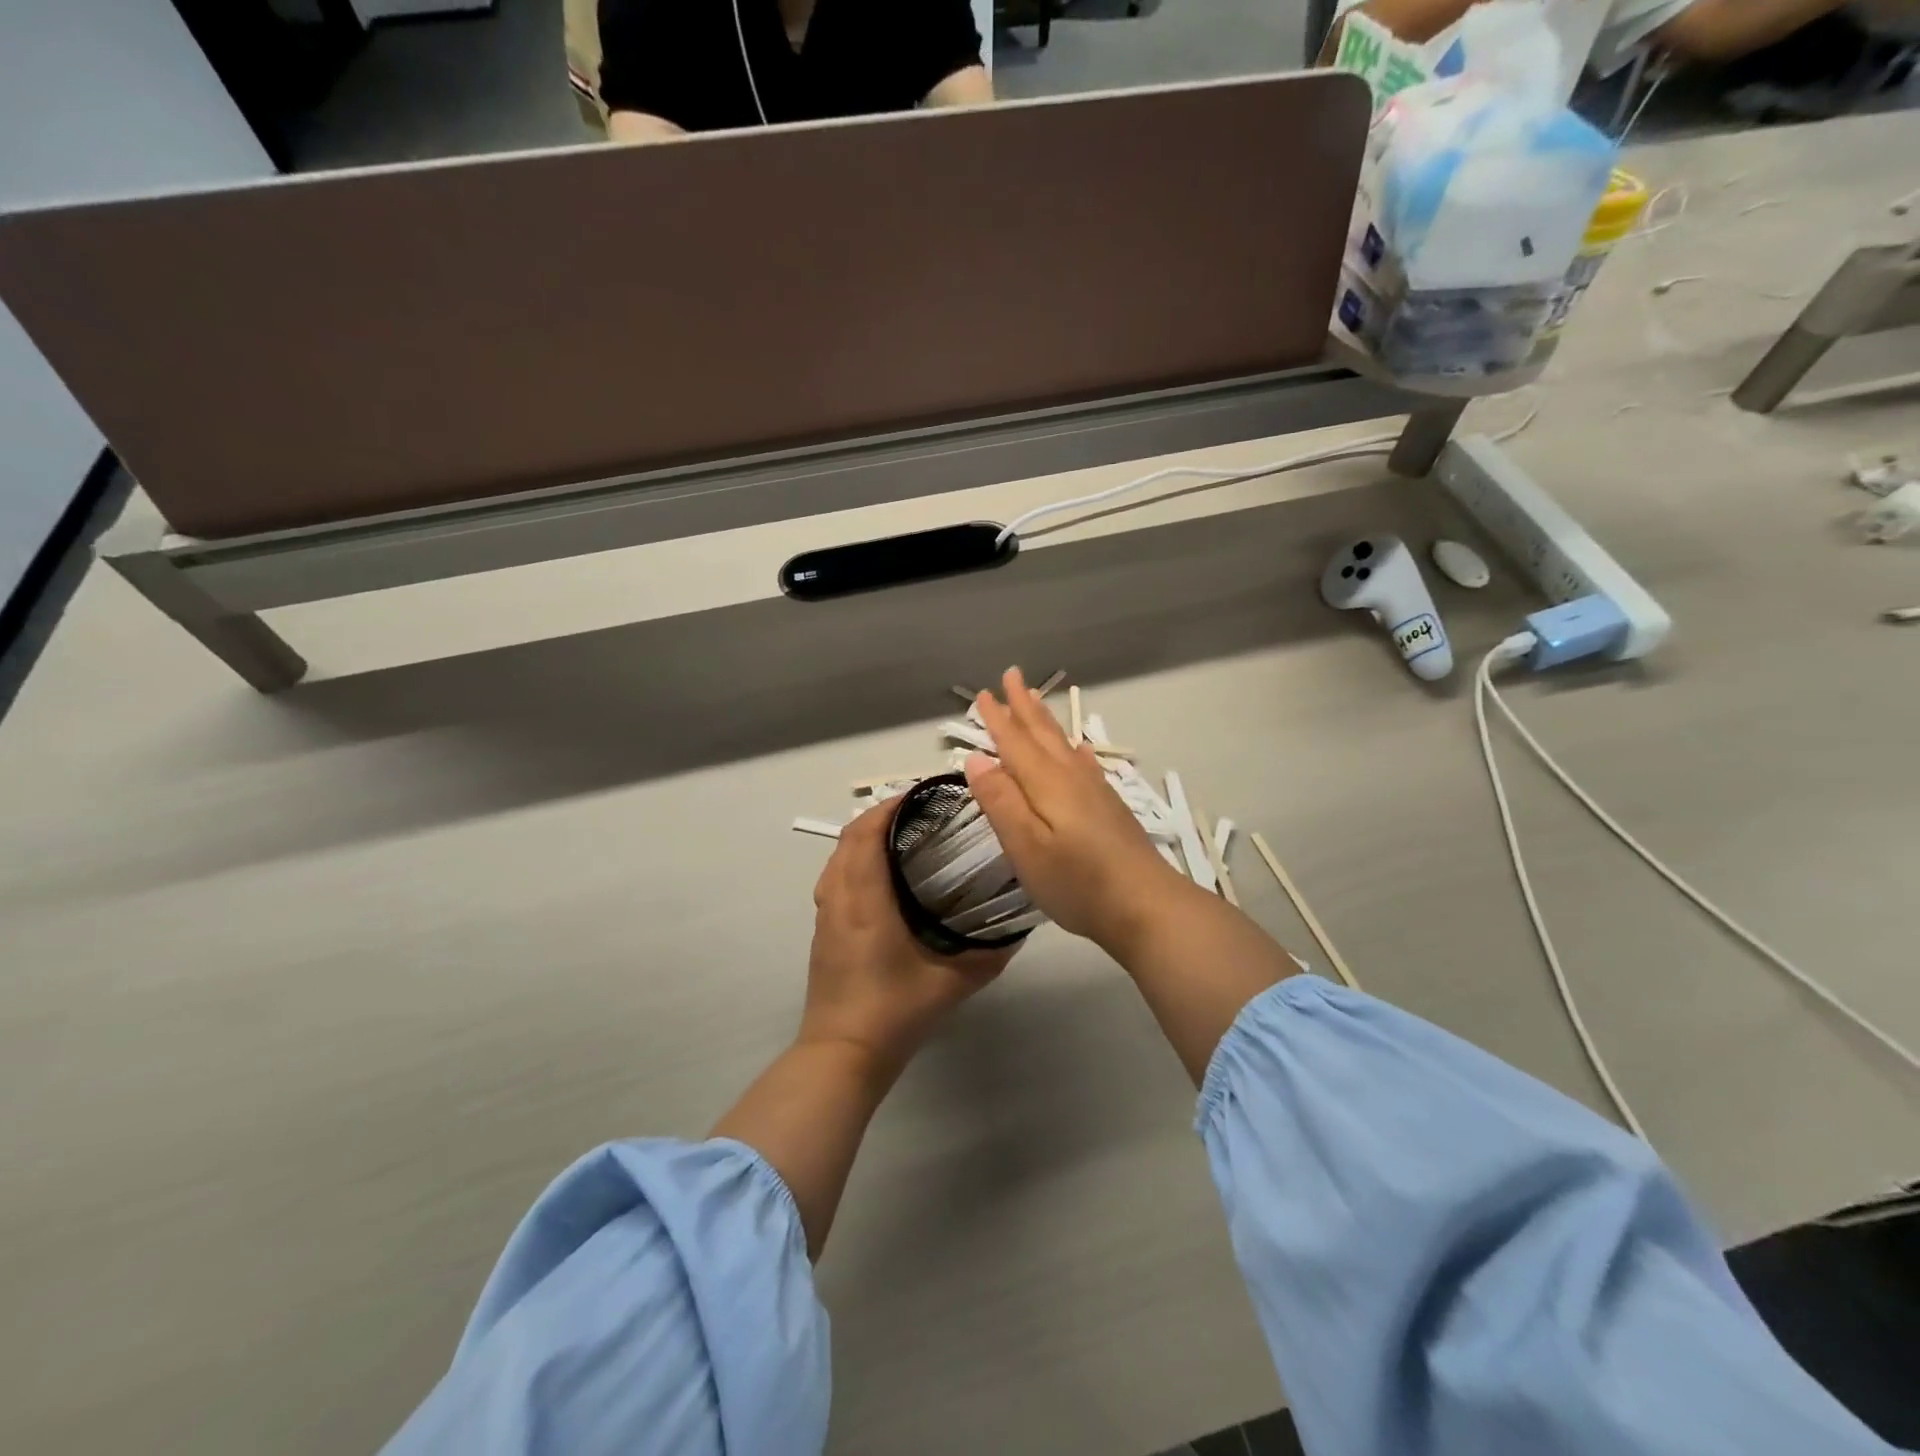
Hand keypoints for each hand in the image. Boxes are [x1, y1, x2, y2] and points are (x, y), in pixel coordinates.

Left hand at [800, 800, 1012, 1071]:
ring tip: (902, 837)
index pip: (867, 833)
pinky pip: (835, 878)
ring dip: (864, 838)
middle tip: (920, 813)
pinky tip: (883, 878)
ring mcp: (826, 915)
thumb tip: (1018, 930)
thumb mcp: (951, 984)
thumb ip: (988, 956)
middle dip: (880, 816)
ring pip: (838, 858)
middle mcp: (839, 898)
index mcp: (865, 900)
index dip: (890, 807)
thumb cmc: (894, 1012)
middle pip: (849, 838)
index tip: (921, 794)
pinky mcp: (823, 931)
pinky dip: (855, 861)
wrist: (842, 1054)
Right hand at [964, 667, 1191, 951]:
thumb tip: (975, 759)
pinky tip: (1078, 749)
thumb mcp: (1026, 847)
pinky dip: (1075, 749)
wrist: (1146, 905)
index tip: (985, 693)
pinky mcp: (1109, 808)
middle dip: (1024, 706)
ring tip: (1037, 699)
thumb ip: (1001, 802)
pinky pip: (1085, 763)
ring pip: (1063, 744)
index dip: (998, 719)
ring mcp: (1094, 791)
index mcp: (1046, 784)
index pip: (1015, 743)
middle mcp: (1070, 778)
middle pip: (1042, 734)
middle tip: (1013, 675)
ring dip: (1046, 720)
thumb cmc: (1077, 882)